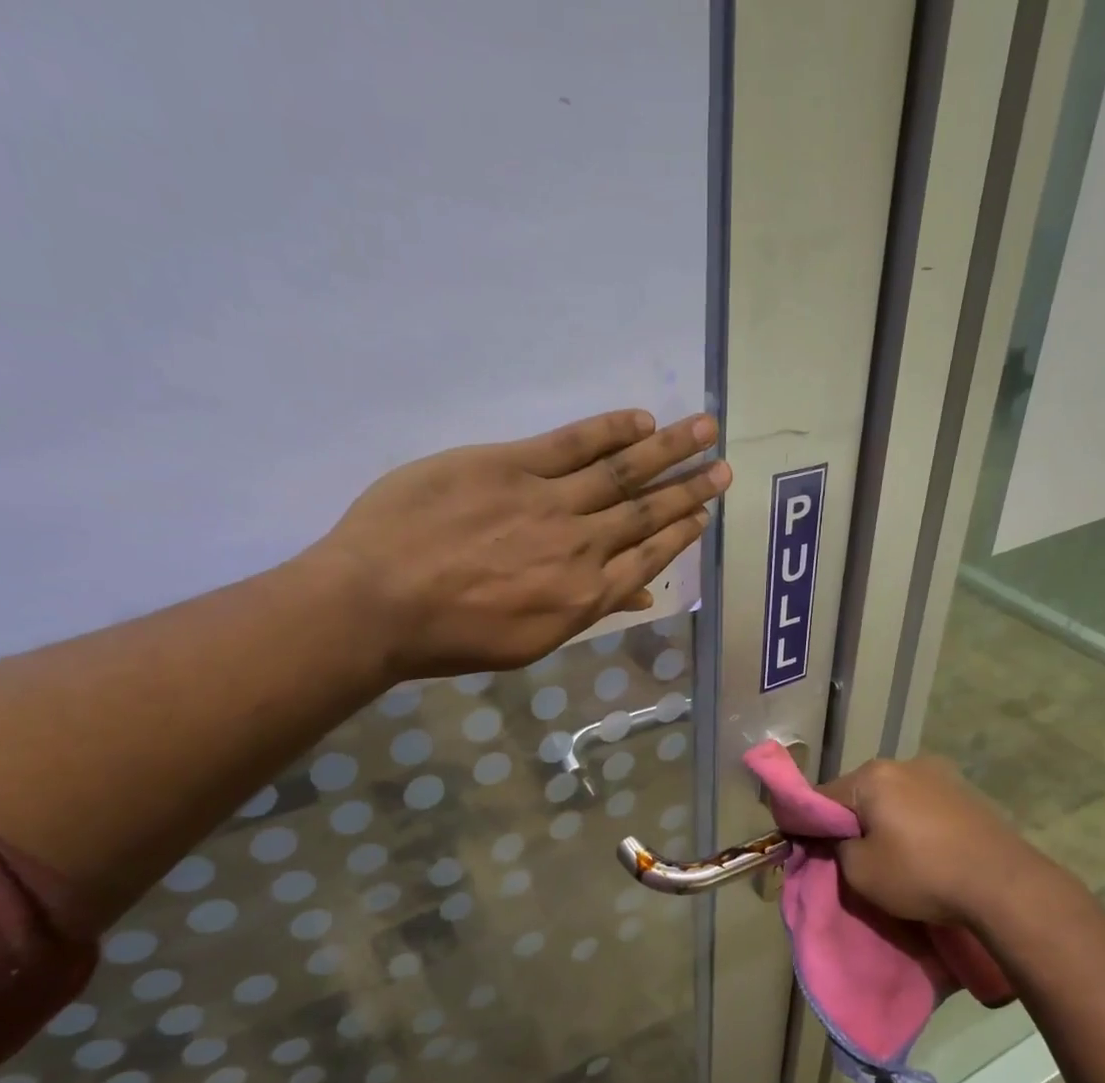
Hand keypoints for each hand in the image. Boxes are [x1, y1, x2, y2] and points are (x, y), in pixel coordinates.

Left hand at [310, 409, 730, 681]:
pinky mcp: (510, 465)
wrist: (380, 603)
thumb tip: (639, 595)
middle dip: (689, 487)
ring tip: (704, 427)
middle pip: (646, 511)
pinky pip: (572, 443)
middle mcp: (581, 547)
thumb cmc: (451, 637)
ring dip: (668, 449)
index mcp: (584, 598)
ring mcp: (549, 502)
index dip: (680, 534)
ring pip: (621, 471)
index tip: (704, 514)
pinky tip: (641, 418)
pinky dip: (610, 430)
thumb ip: (585, 611)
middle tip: (724, 465)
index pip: (647, 558)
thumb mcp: (528, 642)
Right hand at [819, 756, 1085, 927]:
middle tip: (851, 856)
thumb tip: (839, 839)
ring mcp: (940, 773)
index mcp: (872, 776)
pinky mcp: (966, 791)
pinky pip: (922, 803)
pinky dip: (913, 821)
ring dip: (885, 819)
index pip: (822, 796)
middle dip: (851, 820)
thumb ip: (836, 849)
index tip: (805, 847)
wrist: (1003, 884)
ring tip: (892, 854)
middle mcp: (905, 763)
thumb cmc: (921, 874)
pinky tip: (922, 848)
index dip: (808, 823)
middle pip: (860, 792)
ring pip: (893, 796)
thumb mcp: (860, 872)